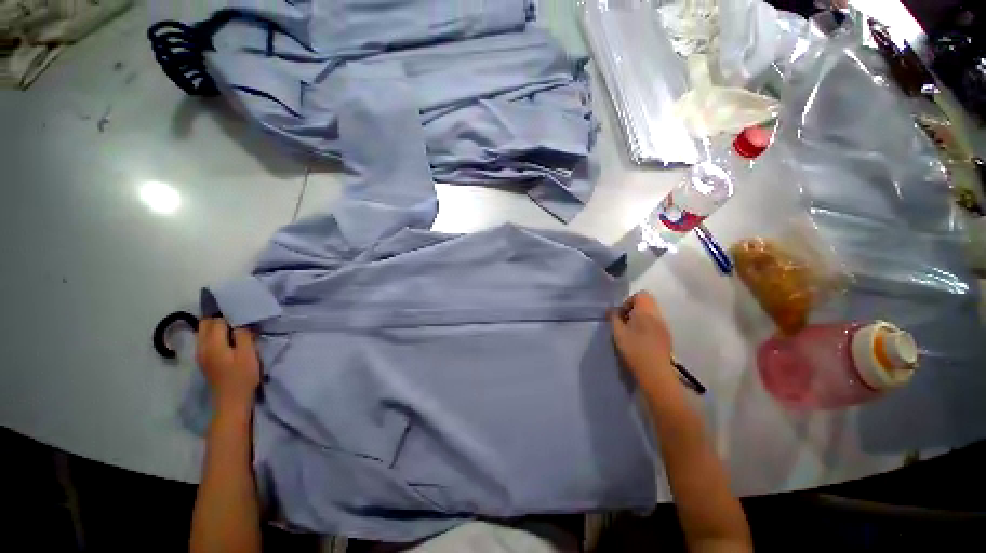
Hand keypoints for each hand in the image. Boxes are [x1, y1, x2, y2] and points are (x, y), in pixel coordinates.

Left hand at [196, 318, 260, 412]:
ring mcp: (201, 354)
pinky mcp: (204, 360)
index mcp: (212, 344)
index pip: (217, 320)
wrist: (231, 401)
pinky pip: (206, 340)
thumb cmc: (242, 377)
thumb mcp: (248, 354)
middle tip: (239, 318)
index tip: (244, 314)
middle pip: (205, 324)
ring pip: (204, 332)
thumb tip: (241, 322)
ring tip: (235, 327)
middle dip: (220, 318)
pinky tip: (228, 339)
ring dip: (217, 326)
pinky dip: (215, 335)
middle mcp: (202, 347)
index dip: (230, 316)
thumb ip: (243, 335)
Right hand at [609, 292, 674, 388]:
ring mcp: (664, 326)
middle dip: (634, 309)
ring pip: (652, 313)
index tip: (621, 314)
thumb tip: (612, 310)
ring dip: (640, 317)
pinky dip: (647, 325)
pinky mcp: (667, 336)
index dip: (628, 301)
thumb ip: (614, 318)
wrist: (655, 372)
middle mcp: (658, 315)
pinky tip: (640, 339)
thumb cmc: (634, 349)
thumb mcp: (618, 332)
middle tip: (624, 321)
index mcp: (646, 311)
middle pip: (647, 302)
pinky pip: (656, 323)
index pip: (641, 294)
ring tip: (631, 331)